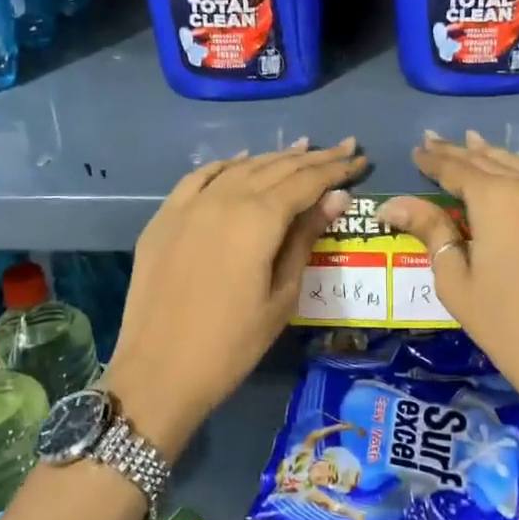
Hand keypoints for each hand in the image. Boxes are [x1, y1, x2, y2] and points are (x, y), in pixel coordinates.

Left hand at [107, 138, 364, 454]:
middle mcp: (223, 199)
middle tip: (343, 147)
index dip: (335, 168)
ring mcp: (189, 205)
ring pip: (239, 167)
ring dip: (273, 157)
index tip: (359, 157)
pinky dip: (226, 165)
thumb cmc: (233, 343)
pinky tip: (241, 162)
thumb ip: (305, 239)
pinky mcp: (164, 218)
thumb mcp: (282, 295)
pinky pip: (199, 177)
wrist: (159, 371)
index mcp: (258, 219)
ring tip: (302, 149)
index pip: (306, 181)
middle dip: (313, 157)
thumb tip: (336, 197)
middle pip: (275, 168)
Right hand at [377, 131, 518, 421]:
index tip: (417, 151)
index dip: (434, 159)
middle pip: (490, 160)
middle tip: (436, 142)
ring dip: (497, 155)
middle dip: (460, 152)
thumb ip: (429, 231)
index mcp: (495, 199)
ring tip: (475, 144)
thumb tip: (393, 204)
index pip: (456, 169)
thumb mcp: (456, 281)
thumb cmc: (505, 326)